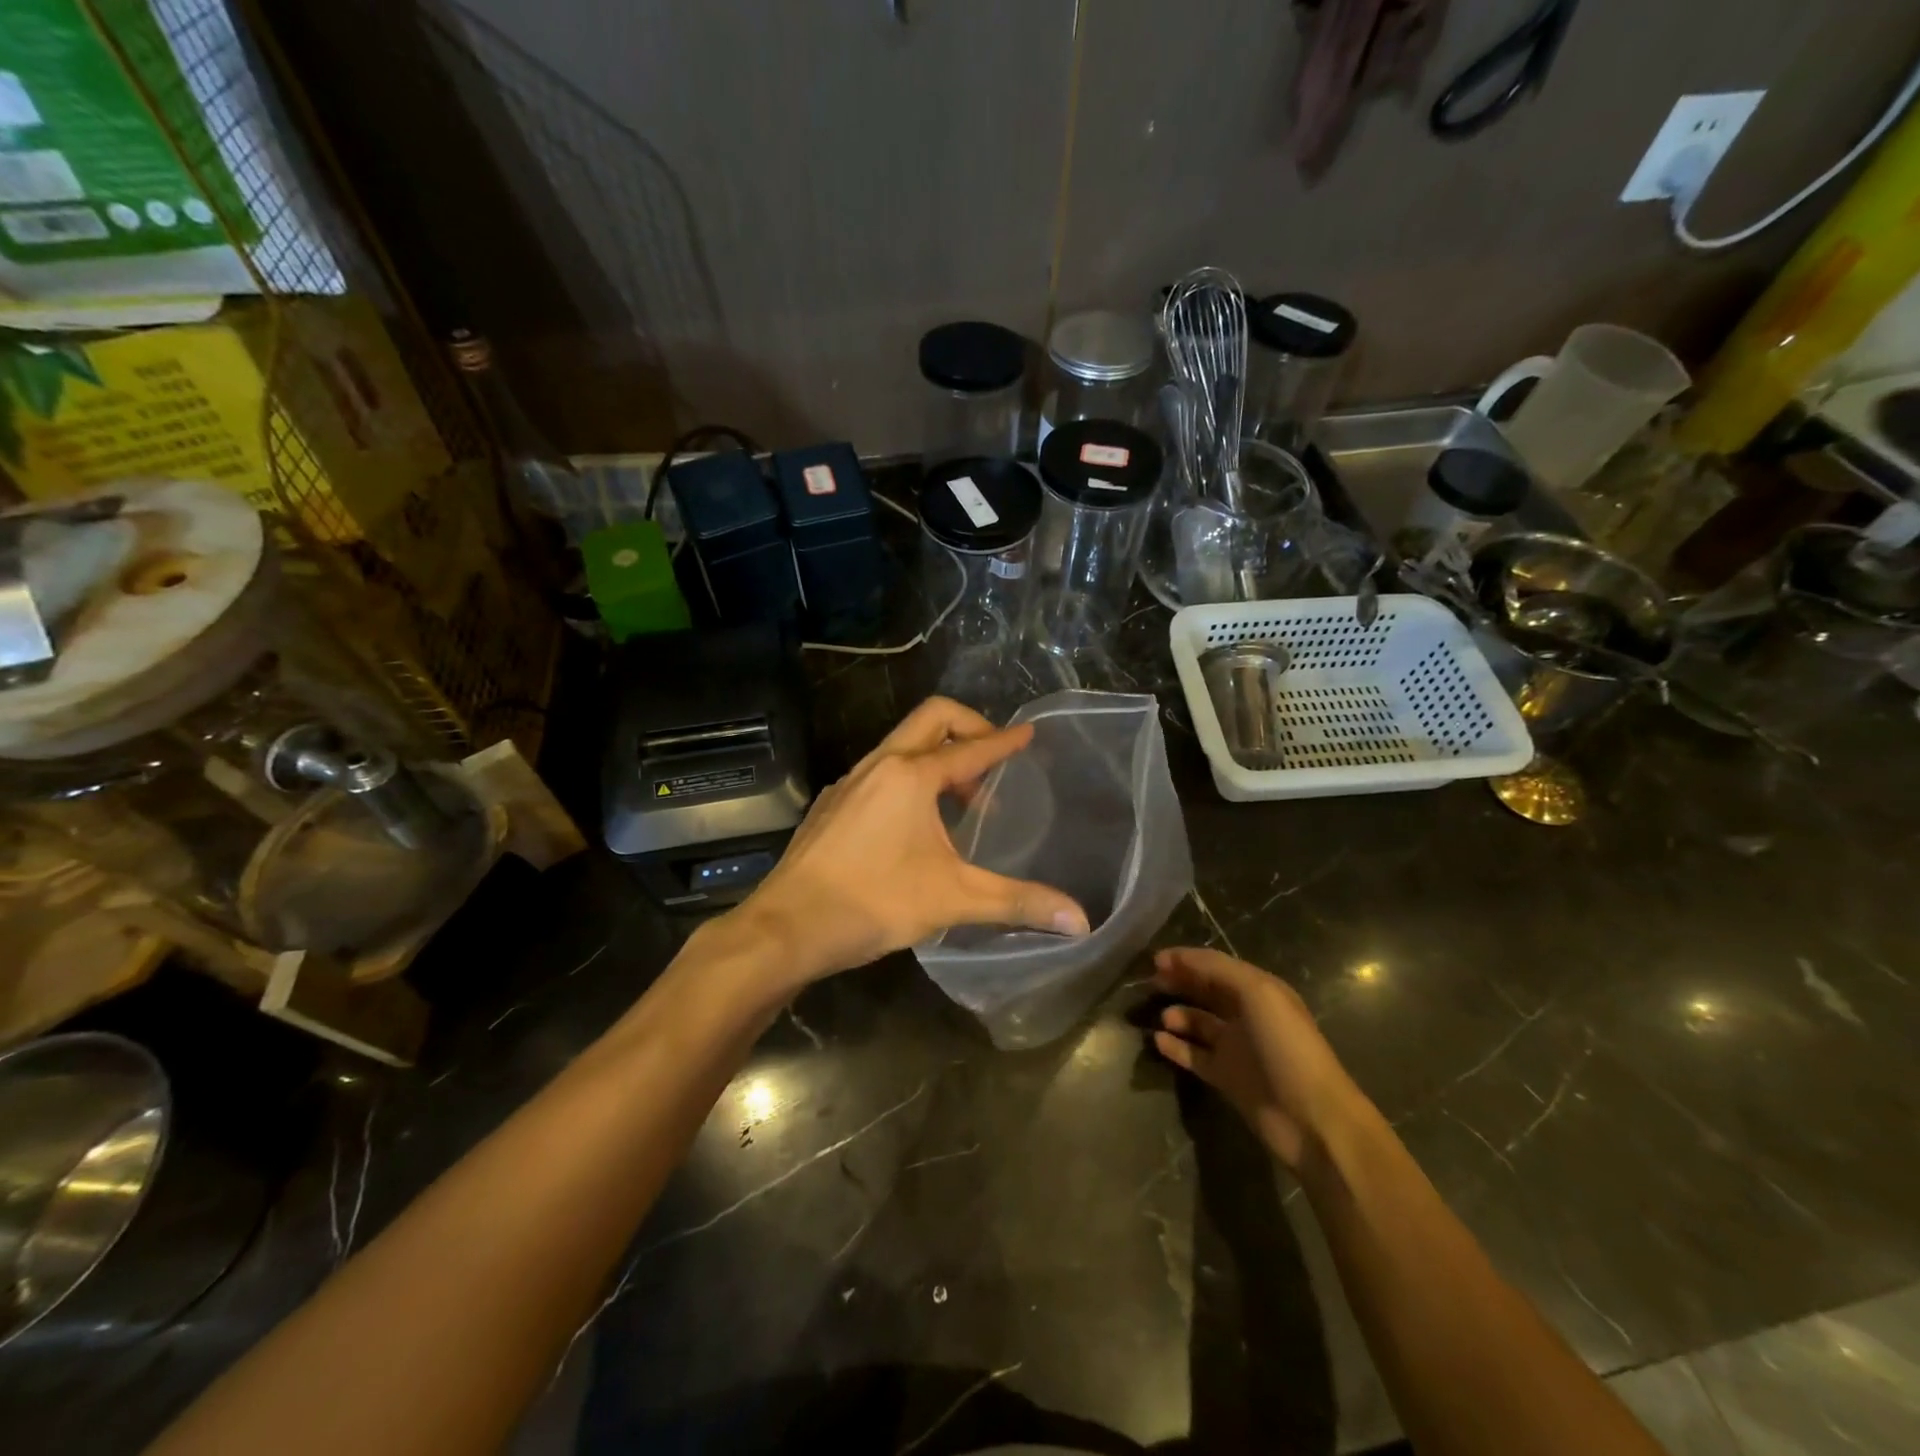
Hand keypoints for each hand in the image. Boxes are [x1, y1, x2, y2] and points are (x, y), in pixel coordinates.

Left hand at [735, 697, 1089, 984]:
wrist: (787, 927)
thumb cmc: (874, 903)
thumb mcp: (954, 900)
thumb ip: (1018, 903)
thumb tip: (1081, 921)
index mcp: (911, 776)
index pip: (971, 748)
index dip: (1005, 741)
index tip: (1029, 733)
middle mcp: (879, 765)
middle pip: (931, 719)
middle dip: (968, 728)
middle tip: (994, 759)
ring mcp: (849, 782)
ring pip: (902, 746)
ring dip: (937, 757)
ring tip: (962, 801)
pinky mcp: (832, 804)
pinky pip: (880, 772)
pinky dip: (909, 779)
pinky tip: (915, 824)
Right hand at [1152, 947, 1366, 1170]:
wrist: (1311, 1118)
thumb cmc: (1286, 1046)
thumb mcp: (1258, 993)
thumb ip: (1217, 970)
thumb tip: (1177, 959)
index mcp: (1260, 991)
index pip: (1217, 966)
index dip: (1187, 959)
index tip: (1155, 960)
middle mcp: (1248, 1016)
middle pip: (1206, 992)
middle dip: (1180, 983)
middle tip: (1151, 983)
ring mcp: (1237, 1048)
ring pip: (1199, 1024)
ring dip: (1178, 1015)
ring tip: (1163, 1018)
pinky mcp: (1227, 1078)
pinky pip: (1194, 1056)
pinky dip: (1176, 1047)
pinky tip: (1159, 1041)